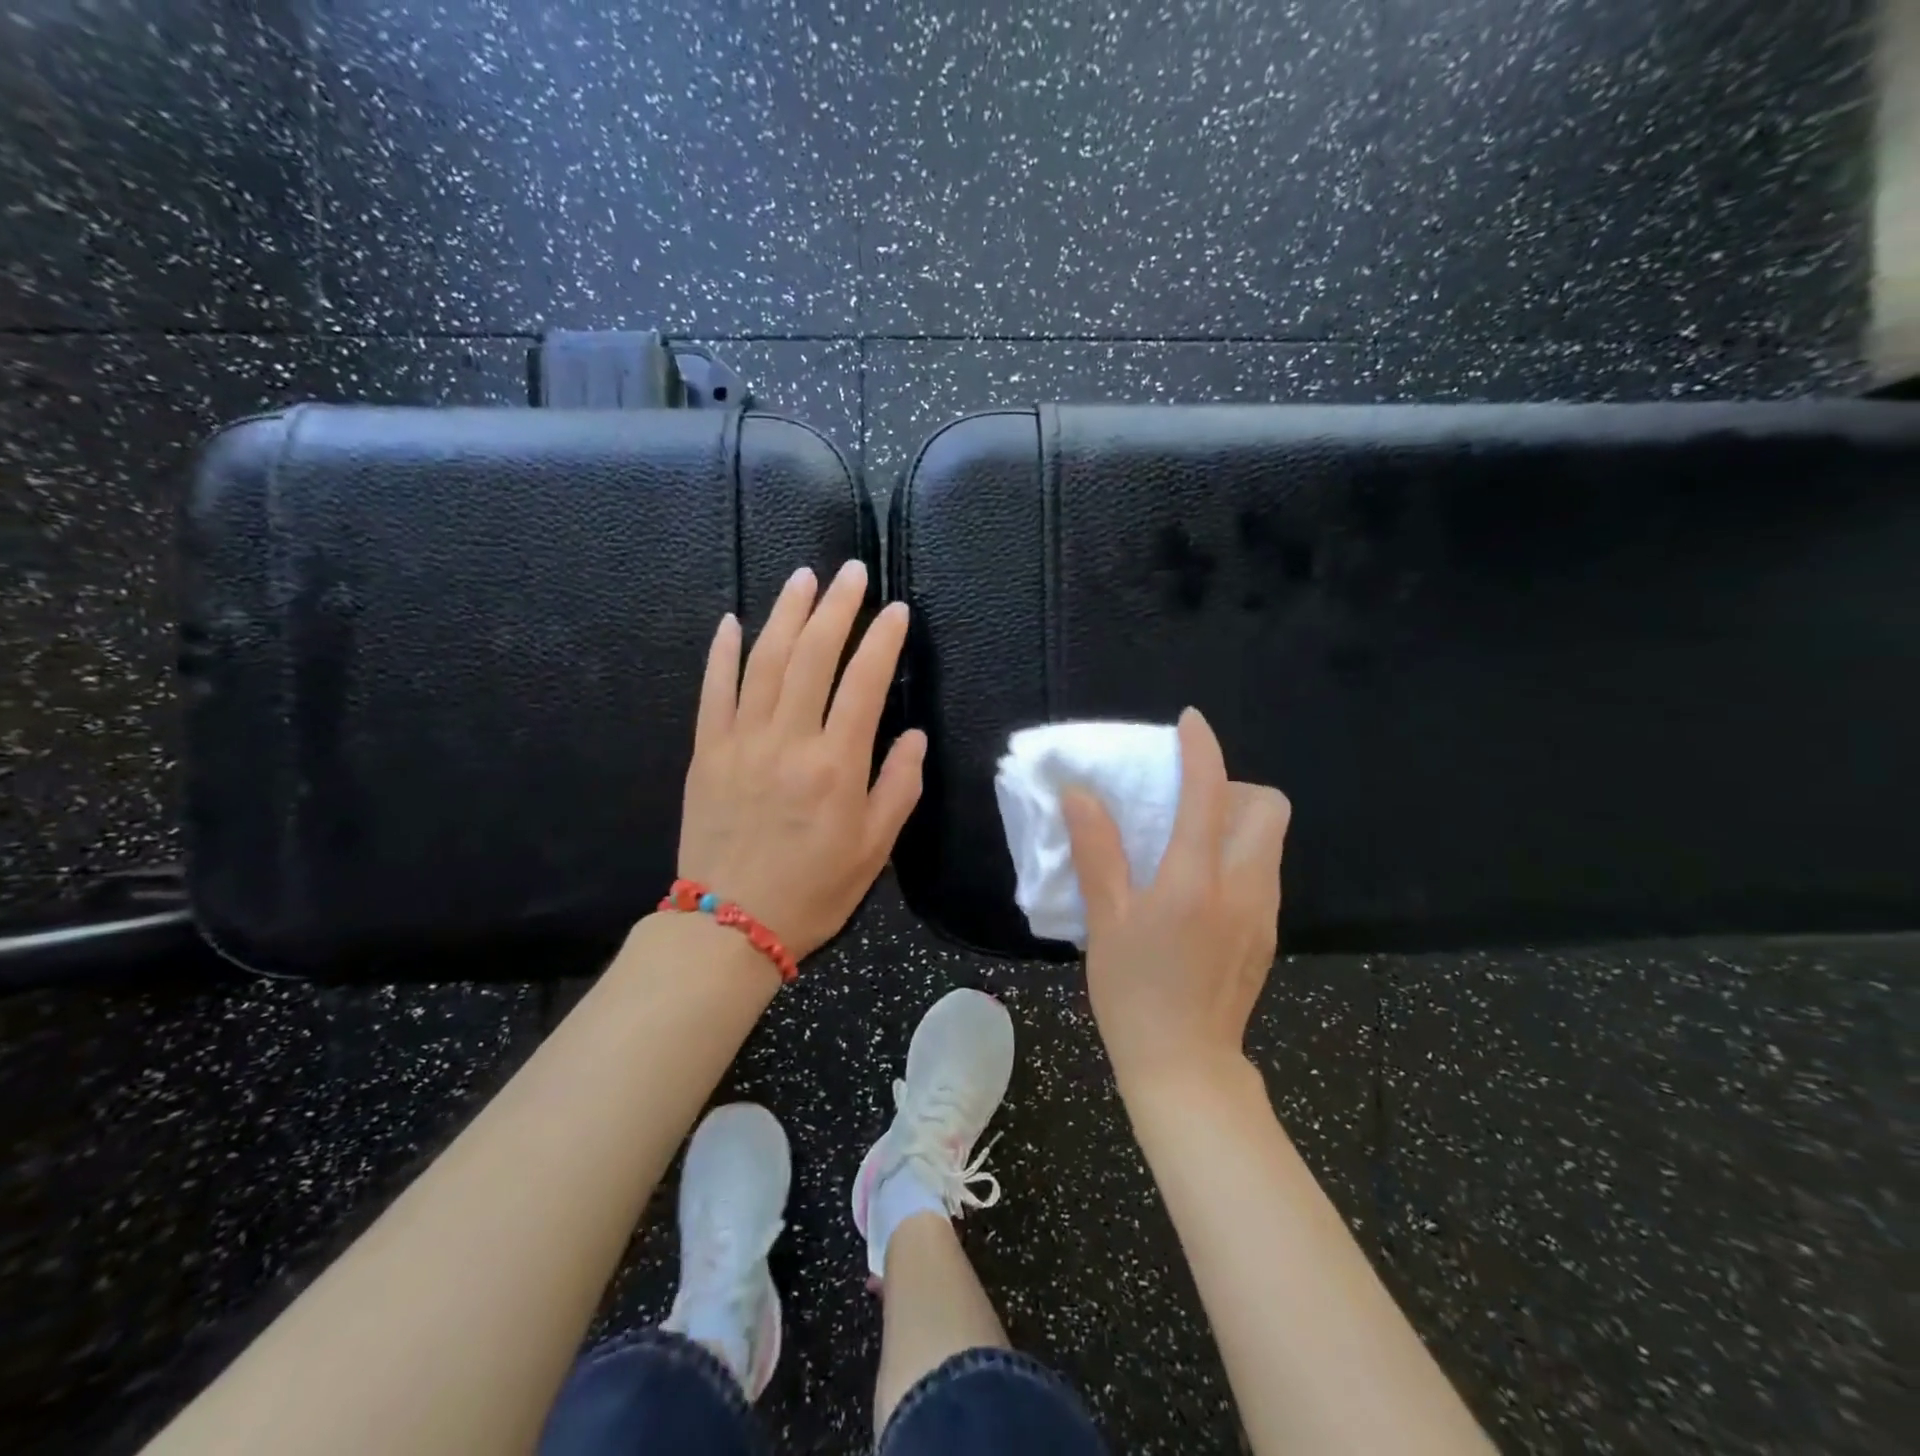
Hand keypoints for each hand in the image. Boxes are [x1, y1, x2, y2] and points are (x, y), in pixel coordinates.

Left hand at [678, 561, 925, 960]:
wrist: (729, 924)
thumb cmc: (813, 890)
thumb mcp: (875, 849)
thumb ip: (899, 786)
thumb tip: (912, 736)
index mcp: (836, 765)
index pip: (864, 682)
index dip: (882, 639)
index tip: (896, 610)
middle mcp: (789, 741)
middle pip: (812, 656)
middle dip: (835, 607)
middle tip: (851, 571)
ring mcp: (741, 742)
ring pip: (764, 662)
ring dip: (785, 614)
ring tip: (803, 577)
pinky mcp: (707, 752)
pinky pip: (713, 692)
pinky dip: (722, 653)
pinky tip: (733, 621)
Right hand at [1061, 708, 1290, 1093]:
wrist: (1185, 1067)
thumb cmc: (1134, 993)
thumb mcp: (1106, 921)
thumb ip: (1097, 852)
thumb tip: (1080, 795)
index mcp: (1195, 879)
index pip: (1208, 793)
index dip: (1201, 749)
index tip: (1189, 723)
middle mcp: (1242, 886)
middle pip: (1268, 807)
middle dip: (1234, 787)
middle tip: (1189, 803)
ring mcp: (1264, 912)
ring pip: (1271, 840)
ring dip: (1238, 821)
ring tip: (1190, 843)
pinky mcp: (1269, 934)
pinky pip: (1264, 872)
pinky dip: (1240, 856)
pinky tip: (1202, 888)